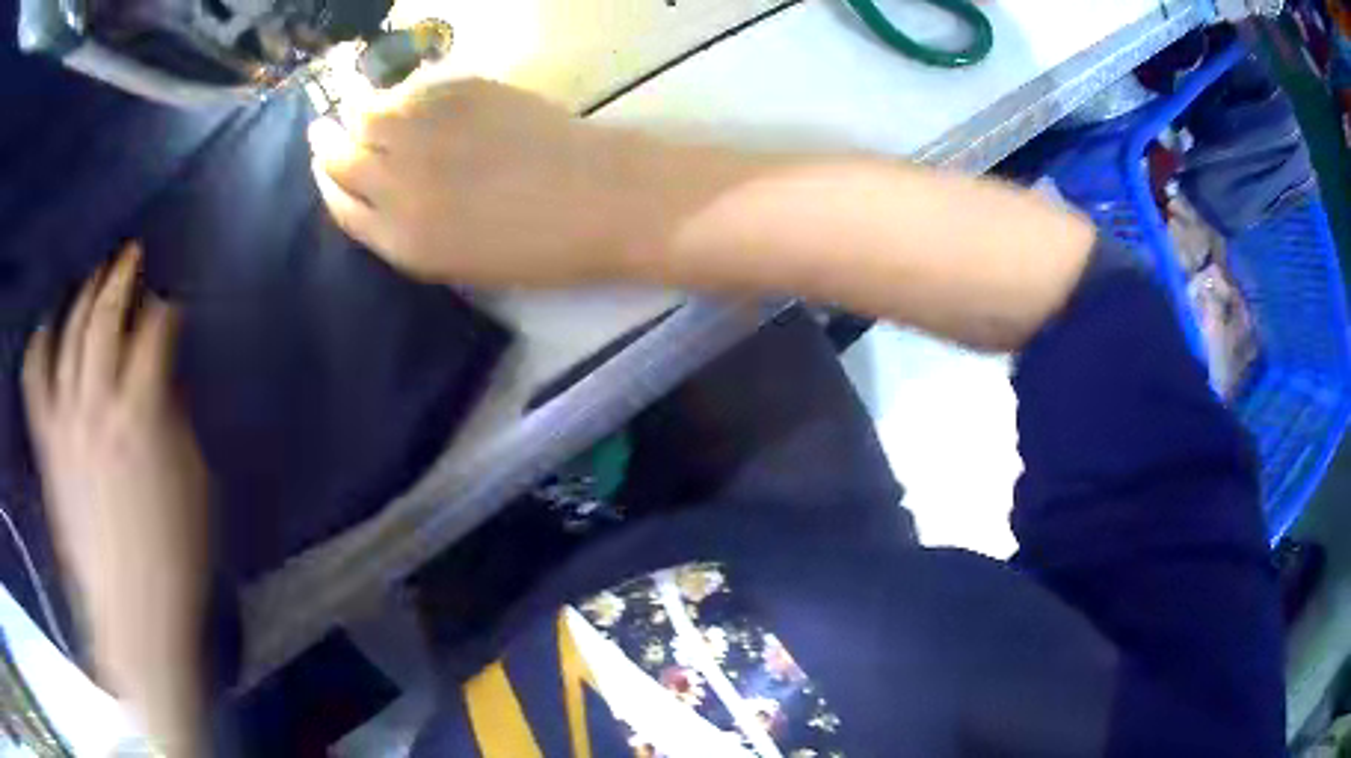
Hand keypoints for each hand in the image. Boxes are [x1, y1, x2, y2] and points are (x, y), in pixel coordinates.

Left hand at [22, 243, 207, 753]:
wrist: (134, 614)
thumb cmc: (176, 555)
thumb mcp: (194, 482)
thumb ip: (174, 418)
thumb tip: (161, 377)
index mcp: (141, 417)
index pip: (155, 336)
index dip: (165, 312)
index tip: (172, 306)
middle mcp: (98, 406)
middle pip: (105, 319)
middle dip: (120, 278)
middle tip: (131, 257)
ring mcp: (66, 423)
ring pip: (69, 337)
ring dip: (84, 298)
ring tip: (95, 278)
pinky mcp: (49, 446)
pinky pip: (36, 382)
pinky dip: (39, 346)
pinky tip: (47, 325)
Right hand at [308, 77, 713, 286]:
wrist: (603, 200)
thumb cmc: (537, 248)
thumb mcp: (457, 262)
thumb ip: (405, 229)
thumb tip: (375, 191)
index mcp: (401, 238)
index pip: (340, 203)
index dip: (327, 182)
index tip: (322, 165)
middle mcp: (400, 183)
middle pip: (342, 156)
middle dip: (327, 142)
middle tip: (323, 130)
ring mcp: (430, 132)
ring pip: (367, 115)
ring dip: (355, 112)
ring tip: (355, 109)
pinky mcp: (462, 93)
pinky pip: (412, 91)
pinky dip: (397, 95)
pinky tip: (401, 97)